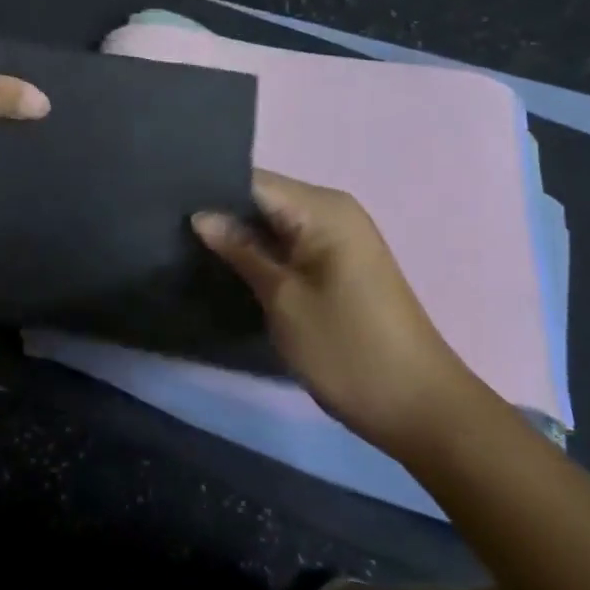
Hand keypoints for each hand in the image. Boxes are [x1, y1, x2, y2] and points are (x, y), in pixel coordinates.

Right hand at [194, 171, 468, 445]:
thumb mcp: (283, 299)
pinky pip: (292, 242)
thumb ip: (241, 250)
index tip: (168, 204)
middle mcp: (334, 210)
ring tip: (188, 243)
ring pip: (276, 221)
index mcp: (323, 208)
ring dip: (241, 234)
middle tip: (171, 227)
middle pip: (264, 197)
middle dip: (222, 212)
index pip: (253, 180)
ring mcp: (341, 237)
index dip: (211, 190)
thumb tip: (201, 215)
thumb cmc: (347, 350)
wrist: (421, 409)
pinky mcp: (342, 263)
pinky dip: (263, 251)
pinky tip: (229, 264)